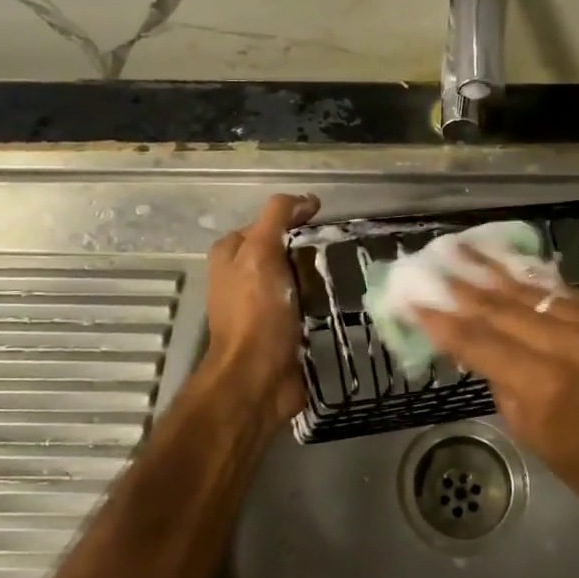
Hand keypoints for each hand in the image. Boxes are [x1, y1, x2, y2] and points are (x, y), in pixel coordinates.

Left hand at [204, 193, 319, 430]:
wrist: (258, 378)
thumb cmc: (256, 311)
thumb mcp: (261, 251)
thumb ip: (278, 217)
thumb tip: (306, 199)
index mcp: (230, 256)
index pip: (266, 223)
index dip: (293, 219)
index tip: (324, 223)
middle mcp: (241, 278)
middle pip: (283, 251)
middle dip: (309, 249)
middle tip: (339, 251)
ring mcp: (261, 306)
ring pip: (297, 278)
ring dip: (319, 277)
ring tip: (348, 274)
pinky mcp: (281, 330)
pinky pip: (306, 305)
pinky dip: (322, 302)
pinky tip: (342, 301)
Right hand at [414, 260, 578, 522]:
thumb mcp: (530, 432)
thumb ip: (500, 381)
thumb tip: (472, 345)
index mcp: (543, 384)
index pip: (478, 341)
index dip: (441, 320)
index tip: (412, 299)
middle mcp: (567, 344)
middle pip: (500, 307)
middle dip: (459, 287)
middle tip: (427, 265)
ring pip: (529, 290)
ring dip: (489, 269)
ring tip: (458, 247)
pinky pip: (560, 290)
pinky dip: (528, 278)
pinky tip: (503, 261)